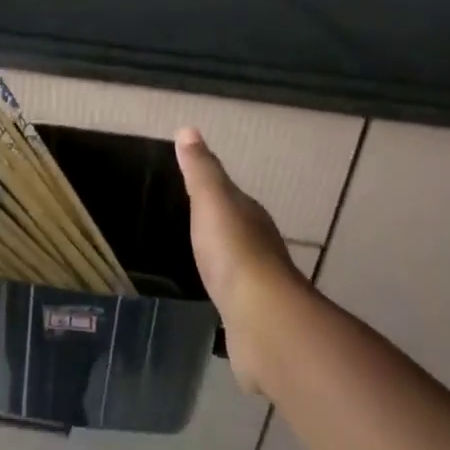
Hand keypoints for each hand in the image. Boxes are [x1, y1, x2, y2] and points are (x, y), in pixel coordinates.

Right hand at [174, 127, 306, 395]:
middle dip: (221, 227)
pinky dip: (226, 295)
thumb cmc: (233, 250)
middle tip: (195, 226)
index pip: (233, 196)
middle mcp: (260, 246)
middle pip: (238, 229)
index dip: (215, 191)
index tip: (196, 189)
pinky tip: (213, 300)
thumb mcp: (211, 199)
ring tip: (201, 263)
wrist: (261, 320)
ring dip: (225, 262)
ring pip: (239, 265)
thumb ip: (201, 169)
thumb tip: (188, 129)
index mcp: (250, 215)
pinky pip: (236, 299)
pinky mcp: (253, 319)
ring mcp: (259, 285)